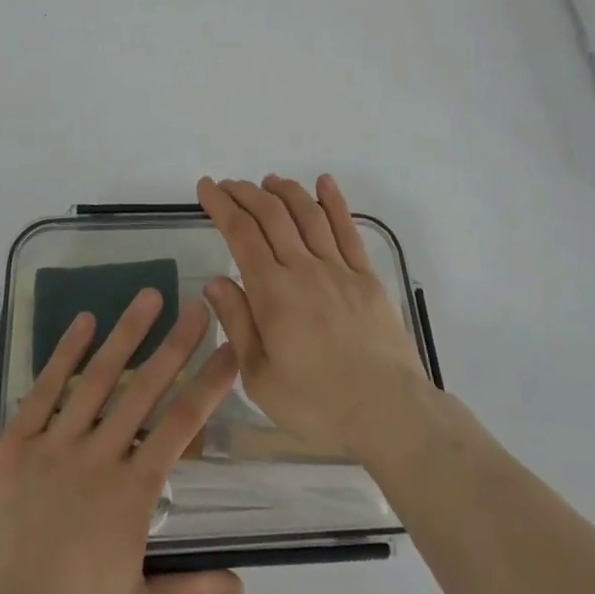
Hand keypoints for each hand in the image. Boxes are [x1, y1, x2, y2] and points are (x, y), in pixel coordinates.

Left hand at [0, 289, 243, 593]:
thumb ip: (189, 591)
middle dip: (176, 344)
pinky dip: (64, 353)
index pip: (181, 426)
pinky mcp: (15, 444)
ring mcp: (55, 445)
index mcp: (132, 494)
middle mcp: (99, 456)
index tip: (229, 351)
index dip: (208, 386)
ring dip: (126, 334)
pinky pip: (44, 390)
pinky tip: (83, 322)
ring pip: (98, 378)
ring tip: (149, 296)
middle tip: (199, 305)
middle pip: (145, 389)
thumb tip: (243, 588)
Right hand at [198, 175, 432, 463]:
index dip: (221, 205)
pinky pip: (347, 229)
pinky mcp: (366, 276)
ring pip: (308, 214)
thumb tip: (214, 281)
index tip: (207, 187)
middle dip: (246, 193)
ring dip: (285, 191)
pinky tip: (324, 183)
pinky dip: (334, 201)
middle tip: (229, 185)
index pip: (241, 234)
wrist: (388, 412)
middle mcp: (304, 269)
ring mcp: (339, 268)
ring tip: (268, 181)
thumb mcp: (260, 377)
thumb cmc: (317, 404)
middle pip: (271, 215)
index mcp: (273, 293)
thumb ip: (237, 324)